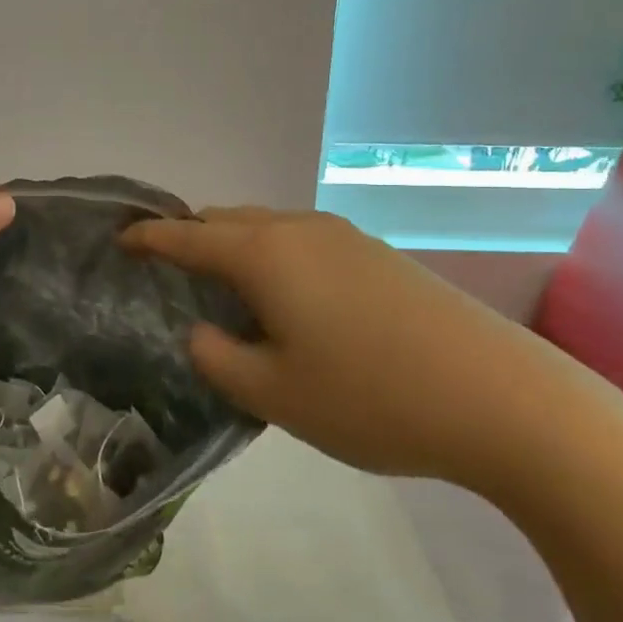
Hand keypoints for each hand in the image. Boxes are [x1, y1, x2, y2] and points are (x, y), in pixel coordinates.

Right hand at [120, 207, 606, 489]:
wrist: (503, 400)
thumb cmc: (371, 398)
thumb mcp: (272, 393)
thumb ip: (218, 358)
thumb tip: (204, 332)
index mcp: (265, 255)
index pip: (188, 236)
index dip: (148, 238)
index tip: (119, 239)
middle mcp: (301, 231)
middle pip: (228, 221)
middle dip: (192, 238)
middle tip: (167, 270)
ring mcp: (347, 239)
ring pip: (269, 230)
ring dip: (236, 249)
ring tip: (222, 289)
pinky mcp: (379, 256)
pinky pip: (303, 244)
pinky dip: (274, 259)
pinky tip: (286, 301)